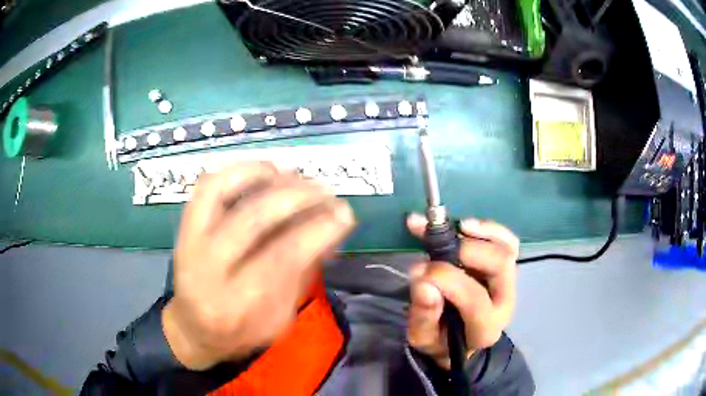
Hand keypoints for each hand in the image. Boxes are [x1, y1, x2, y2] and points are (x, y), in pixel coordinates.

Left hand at [162, 162, 355, 369]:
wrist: (194, 328)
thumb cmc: (241, 331)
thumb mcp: (280, 319)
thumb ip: (303, 275)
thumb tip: (331, 230)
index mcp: (234, 304)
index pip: (280, 257)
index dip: (317, 230)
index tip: (345, 214)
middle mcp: (206, 269)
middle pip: (251, 219)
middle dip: (297, 197)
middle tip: (325, 191)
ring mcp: (190, 242)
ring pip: (222, 191)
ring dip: (265, 177)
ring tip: (296, 176)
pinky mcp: (184, 226)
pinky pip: (208, 185)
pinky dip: (238, 170)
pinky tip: (265, 171)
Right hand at [406, 213, 518, 369]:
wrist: (458, 338)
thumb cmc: (440, 339)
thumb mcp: (423, 337)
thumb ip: (423, 315)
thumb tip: (423, 281)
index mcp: (485, 328)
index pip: (475, 300)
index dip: (447, 279)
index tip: (418, 268)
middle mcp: (504, 302)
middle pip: (499, 267)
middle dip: (467, 251)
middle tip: (437, 244)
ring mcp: (509, 282)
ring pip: (506, 249)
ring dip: (482, 233)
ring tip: (456, 226)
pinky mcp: (506, 268)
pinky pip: (507, 242)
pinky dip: (490, 229)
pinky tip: (467, 224)